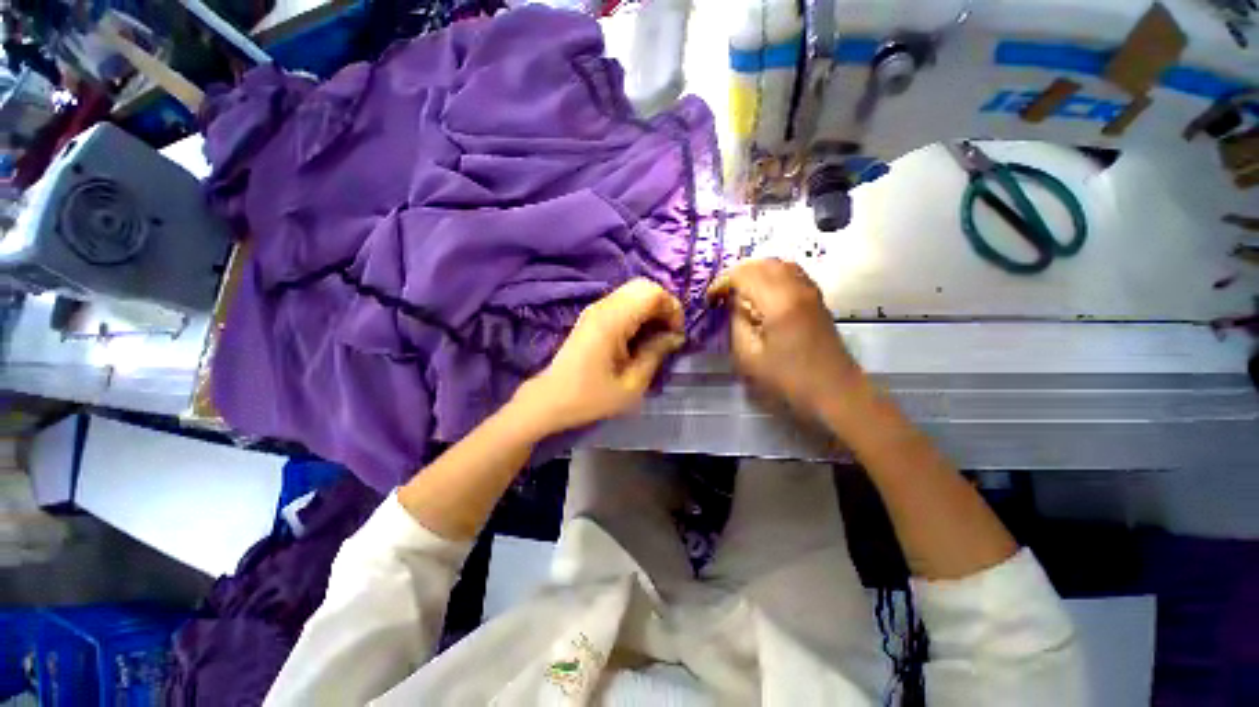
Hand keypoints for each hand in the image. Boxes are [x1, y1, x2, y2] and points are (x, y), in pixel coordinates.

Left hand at [513, 278, 685, 434]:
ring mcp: (595, 308)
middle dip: (664, 305)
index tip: (676, 335)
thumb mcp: (632, 385)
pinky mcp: (593, 315)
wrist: (551, 399)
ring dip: (652, 308)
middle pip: (643, 286)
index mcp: (612, 321)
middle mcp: (603, 306)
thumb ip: (655, 354)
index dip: (672, 308)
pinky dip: (639, 311)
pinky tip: (640, 335)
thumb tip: (675, 336)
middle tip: (669, 333)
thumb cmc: (591, 397)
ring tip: (657, 335)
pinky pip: (623, 301)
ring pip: (634, 291)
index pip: (652, 293)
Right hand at [708, 259, 863, 418]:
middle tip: (722, 295)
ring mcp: (810, 290)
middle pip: (761, 263)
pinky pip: (791, 272)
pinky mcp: (817, 297)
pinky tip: (763, 294)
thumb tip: (733, 302)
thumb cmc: (789, 379)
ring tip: (740, 292)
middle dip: (736, 274)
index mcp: (779, 302)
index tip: (710, 300)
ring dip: (754, 272)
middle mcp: (796, 288)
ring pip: (778, 263)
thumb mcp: (749, 357)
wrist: (835, 391)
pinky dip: (771, 275)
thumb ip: (737, 322)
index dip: (721, 282)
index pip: (743, 274)